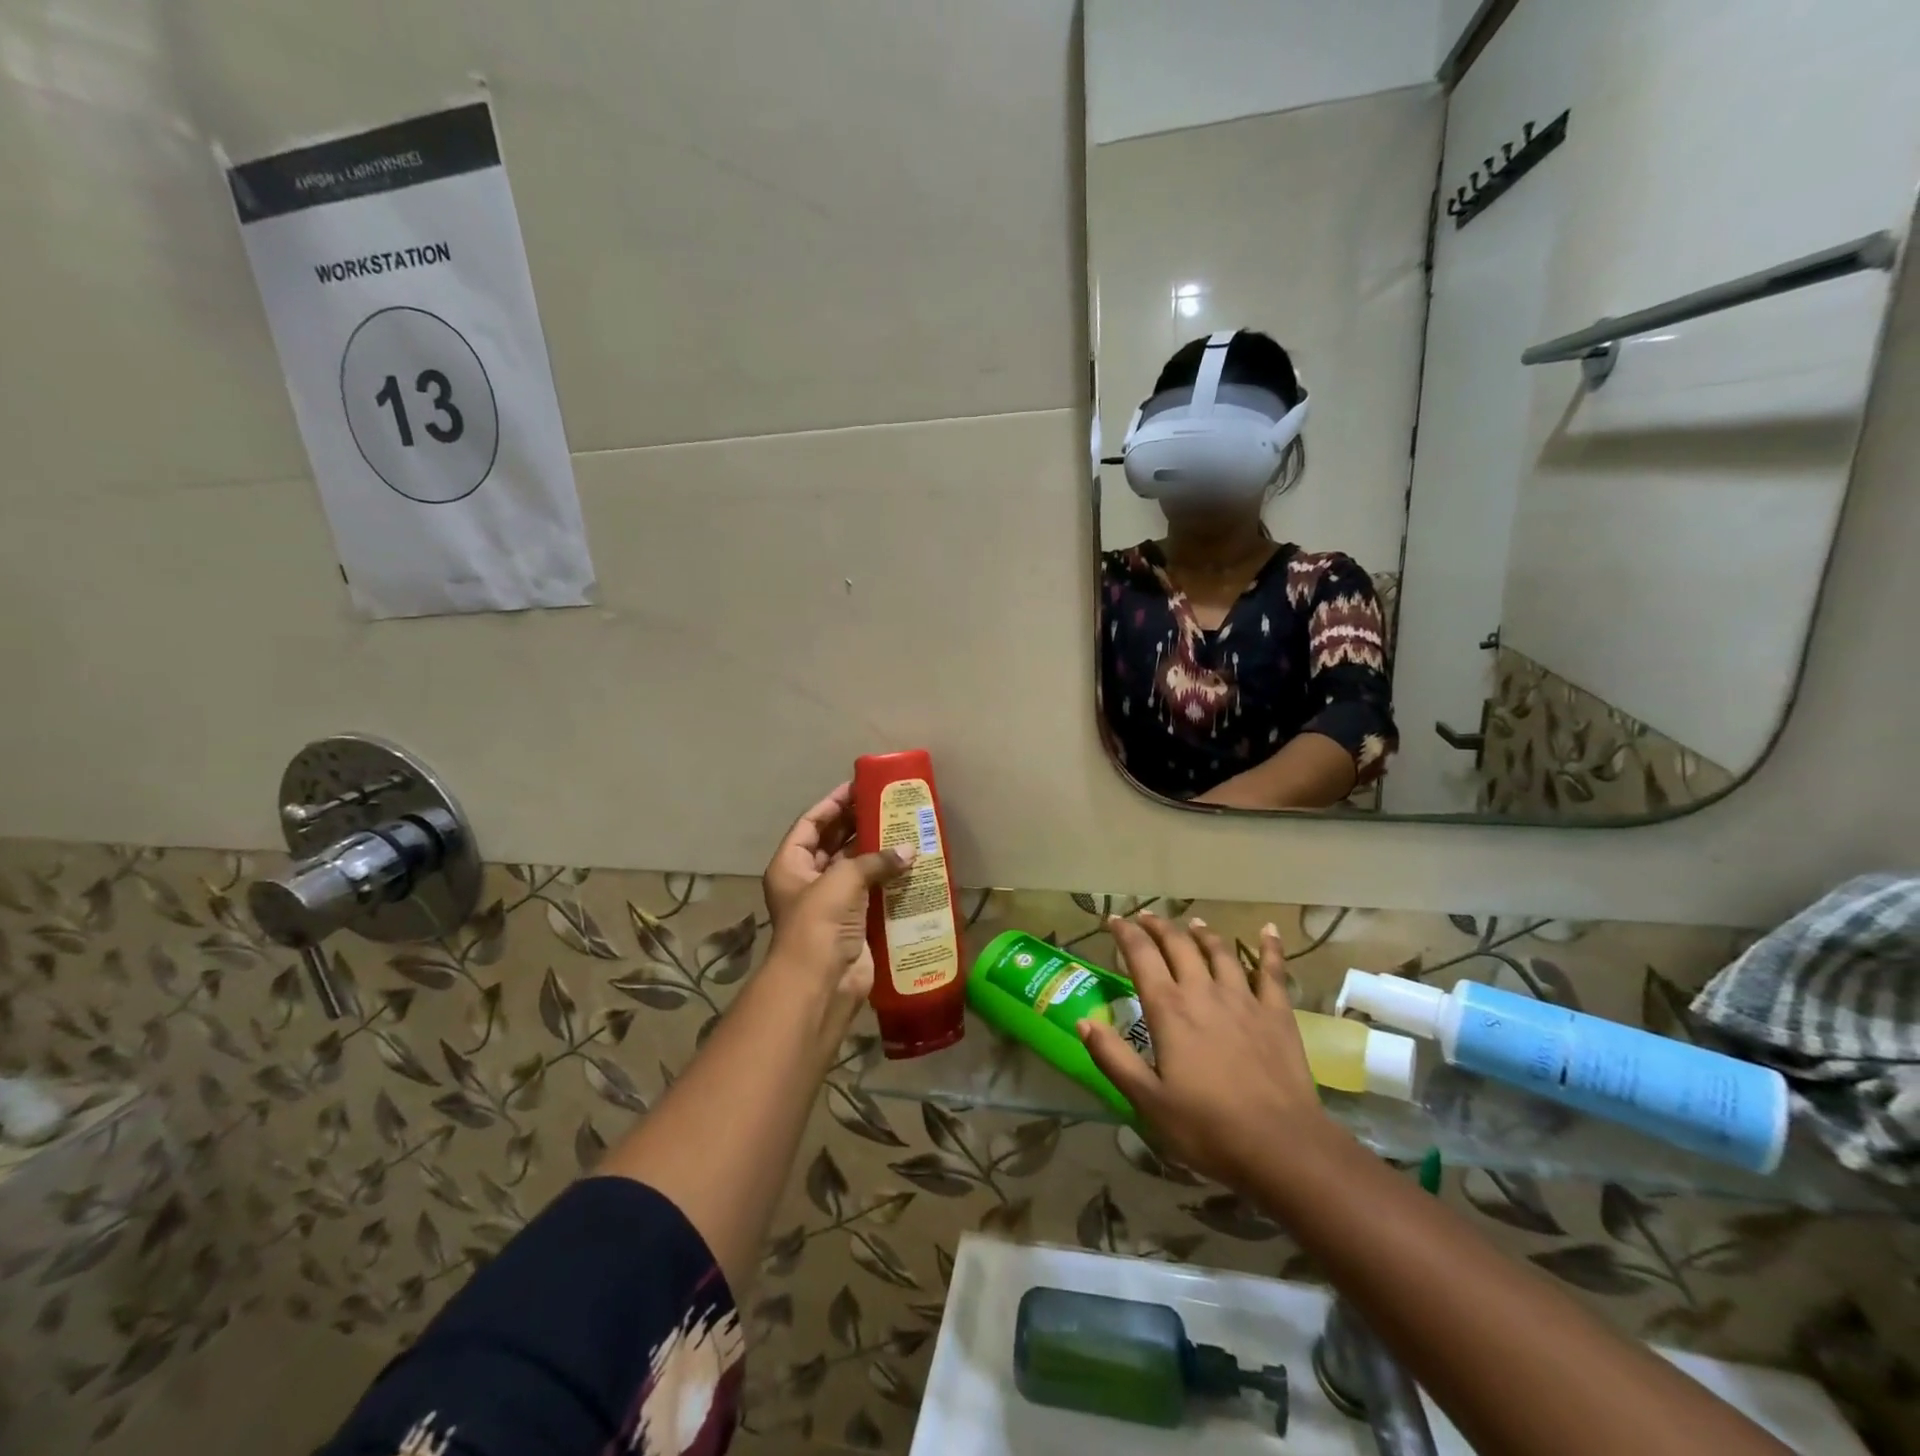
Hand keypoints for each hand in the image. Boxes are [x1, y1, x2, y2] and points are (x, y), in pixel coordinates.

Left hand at [760, 788, 913, 1031]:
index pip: (810, 824)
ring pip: (854, 868)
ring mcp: (830, 904)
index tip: (858, 787)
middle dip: (857, 824)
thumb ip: (875, 860)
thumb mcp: (843, 879)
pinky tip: (911, 865)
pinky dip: (888, 880)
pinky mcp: (853, 922)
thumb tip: (910, 850)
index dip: (833, 804)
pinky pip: (871, 893)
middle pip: (833, 844)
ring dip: (876, 852)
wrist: (821, 982)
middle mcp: (807, 881)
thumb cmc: (819, 922)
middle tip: (887, 805)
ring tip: (904, 830)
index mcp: (790, 865)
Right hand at [1078, 914, 1334, 1183]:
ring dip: (1202, 933)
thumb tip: (1083, 1022)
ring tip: (1193, 922)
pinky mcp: (1277, 1013)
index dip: (1125, 933)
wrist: (1282, 1147)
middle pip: (1178, 945)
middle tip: (1146, 918)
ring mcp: (1244, 999)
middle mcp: (1203, 992)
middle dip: (1159, 926)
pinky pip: (1272, 971)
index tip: (1113, 920)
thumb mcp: (1147, 1101)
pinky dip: (1269, 947)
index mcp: (1169, 1009)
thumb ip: (1113, 1058)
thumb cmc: (1207, 1128)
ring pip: (1219, 951)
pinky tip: (1268, 930)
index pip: (1141, 956)